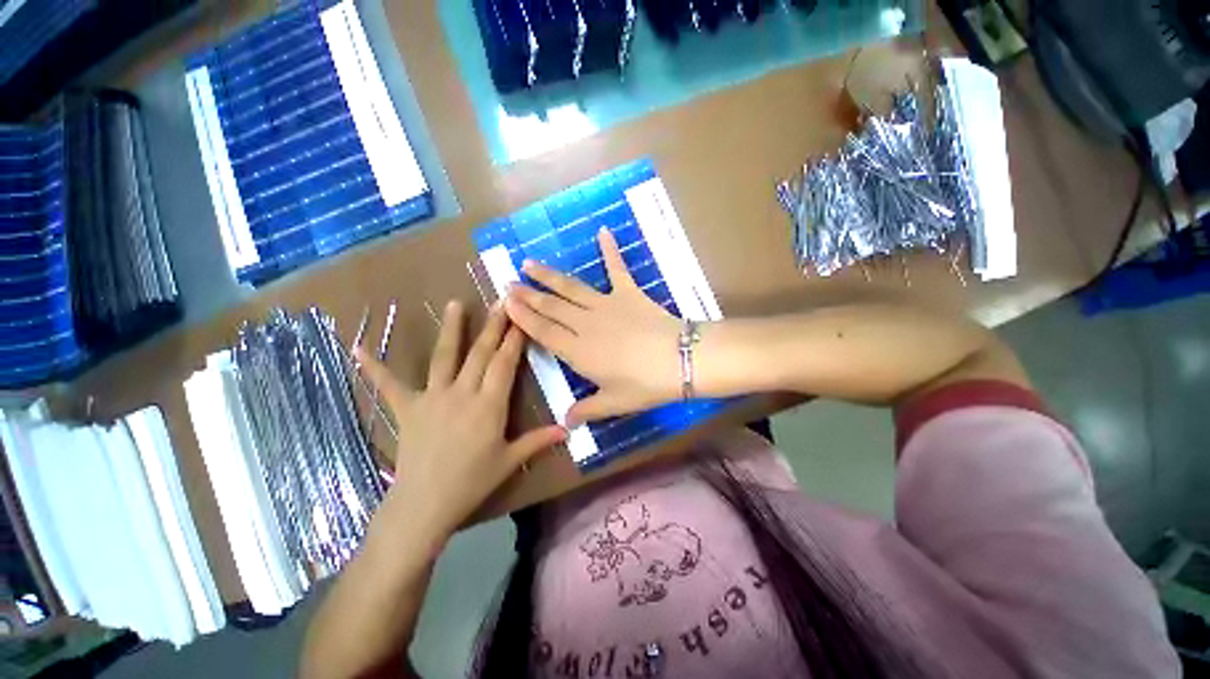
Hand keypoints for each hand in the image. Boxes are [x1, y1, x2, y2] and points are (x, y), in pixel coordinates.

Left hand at [355, 302, 565, 540]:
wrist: (424, 504)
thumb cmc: (472, 481)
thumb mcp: (510, 460)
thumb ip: (538, 440)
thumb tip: (569, 429)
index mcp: (489, 404)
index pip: (505, 363)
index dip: (514, 339)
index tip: (521, 317)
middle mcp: (462, 393)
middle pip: (481, 353)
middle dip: (493, 325)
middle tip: (501, 300)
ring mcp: (432, 397)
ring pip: (445, 357)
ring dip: (452, 329)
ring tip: (455, 303)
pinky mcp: (407, 408)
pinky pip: (389, 385)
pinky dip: (374, 367)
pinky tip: (357, 348)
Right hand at [505, 228, 682, 425]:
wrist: (679, 360)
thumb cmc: (645, 385)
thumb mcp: (614, 403)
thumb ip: (587, 410)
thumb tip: (567, 424)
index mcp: (578, 351)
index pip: (543, 331)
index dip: (523, 317)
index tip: (506, 302)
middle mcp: (585, 324)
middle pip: (551, 307)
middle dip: (528, 294)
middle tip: (508, 282)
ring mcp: (606, 304)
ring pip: (570, 287)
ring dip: (549, 275)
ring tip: (529, 263)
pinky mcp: (628, 293)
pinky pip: (617, 268)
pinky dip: (610, 250)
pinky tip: (604, 231)